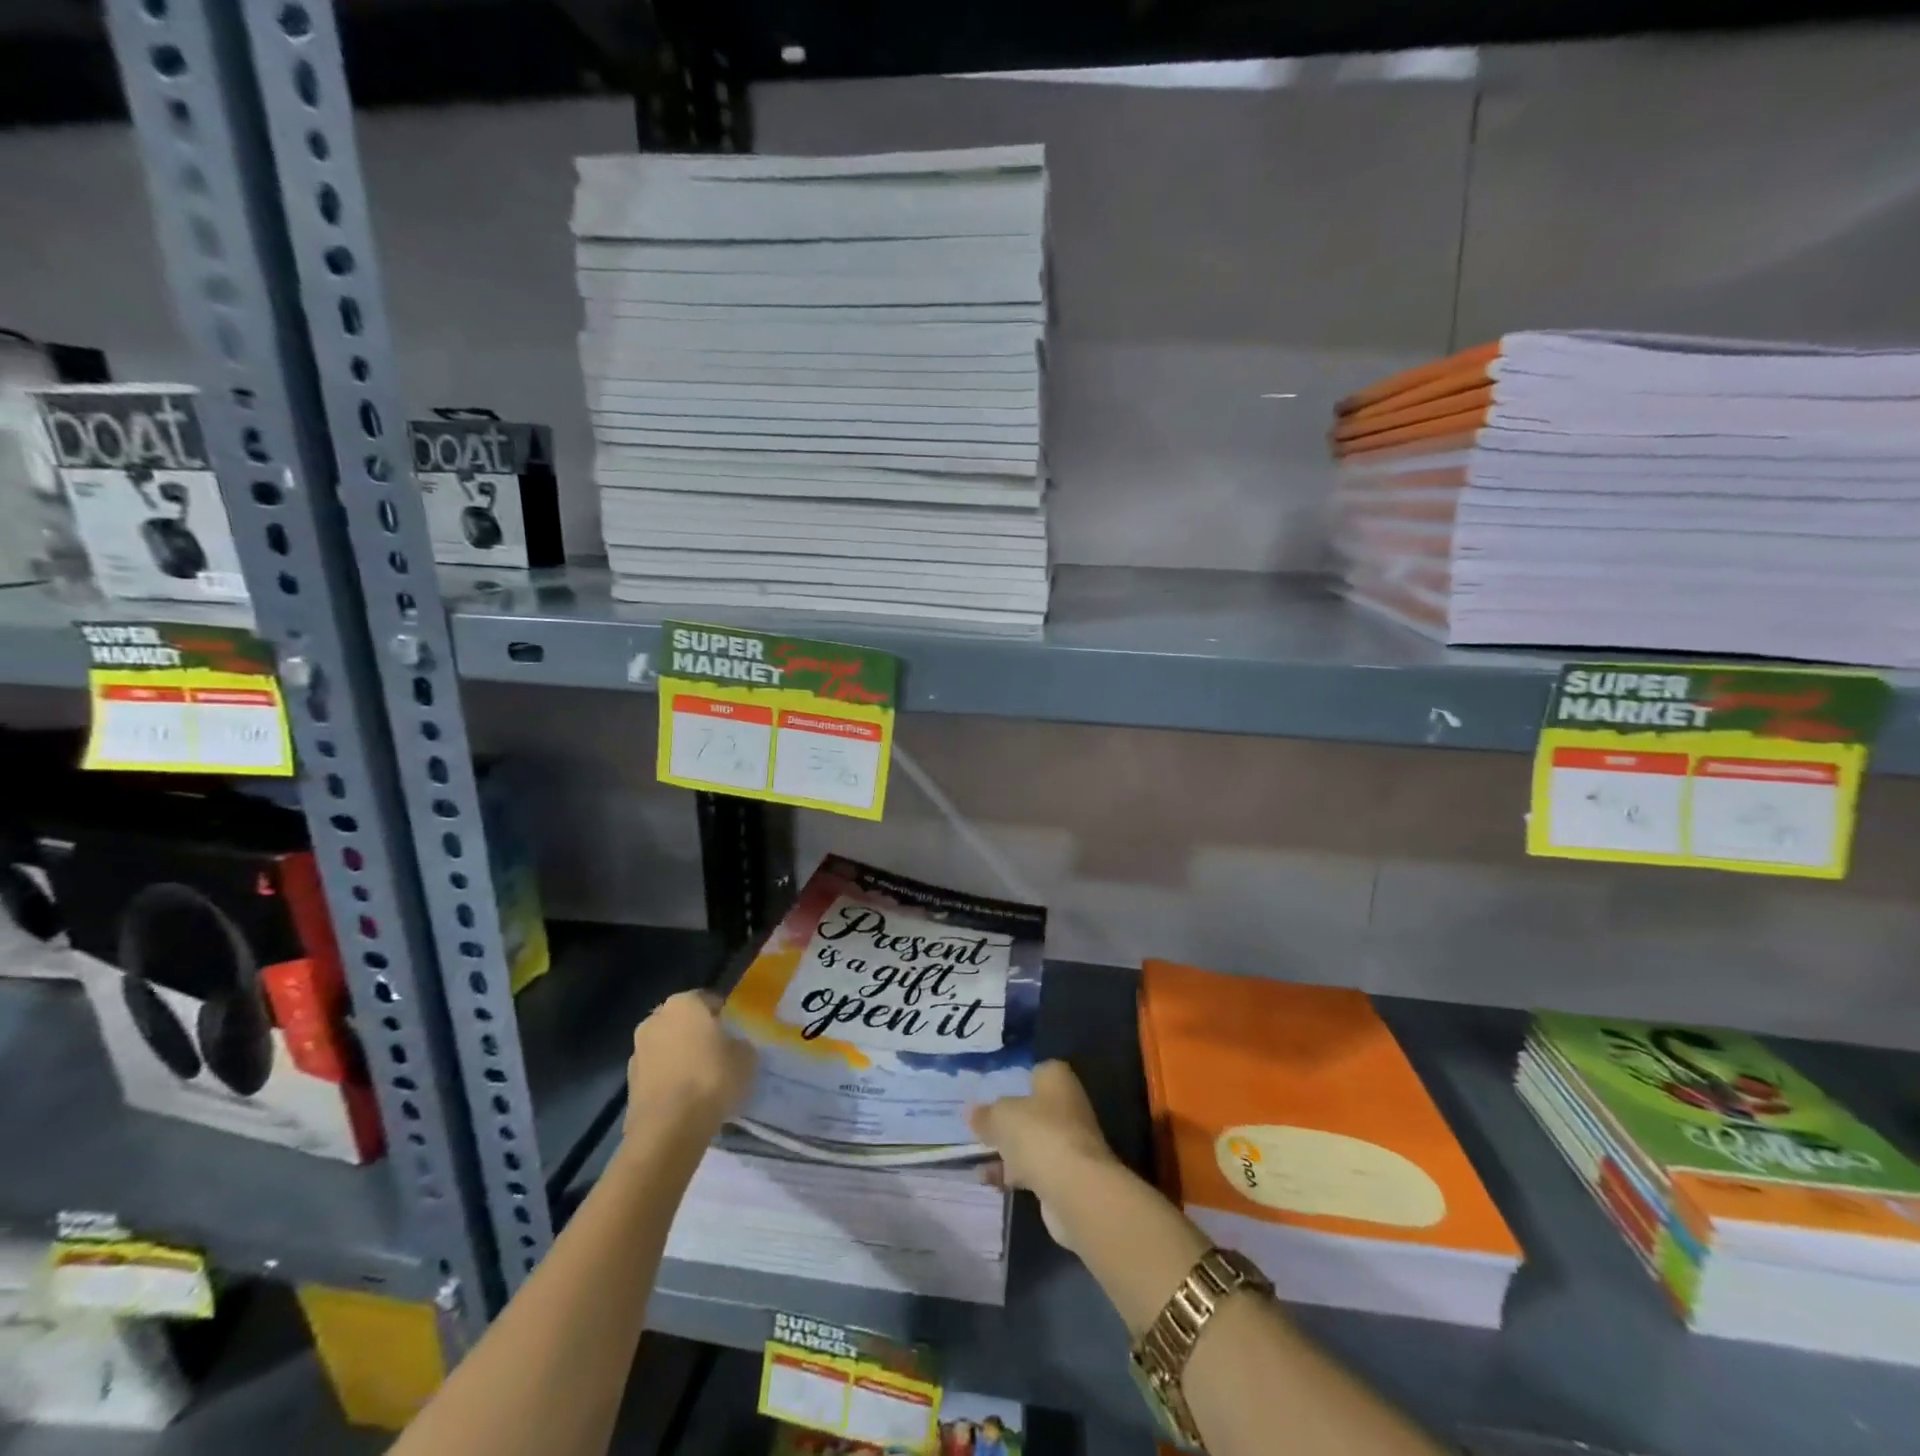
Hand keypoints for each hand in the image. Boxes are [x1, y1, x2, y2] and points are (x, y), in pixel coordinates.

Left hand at [624, 991, 756, 1136]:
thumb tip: (734, 1046)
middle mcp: (655, 1020)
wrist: (668, 1129)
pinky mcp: (629, 1084)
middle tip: (717, 1053)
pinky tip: (685, 1099)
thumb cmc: (711, 1079)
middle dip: (696, 1034)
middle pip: (682, 1022)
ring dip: (680, 1057)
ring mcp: (637, 1052)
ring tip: (701, 1080)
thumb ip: (740, 1044)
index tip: (733, 1033)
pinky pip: (657, 1074)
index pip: (707, 1000)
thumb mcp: (746, 1058)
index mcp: (684, 1003)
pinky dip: (668, 1080)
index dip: (722, 1016)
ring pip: (666, 1048)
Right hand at [968, 1059, 1119, 1211]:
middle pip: (1033, 1109)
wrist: (1076, 1189)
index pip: (1037, 1071)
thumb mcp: (1001, 1117)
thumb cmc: (1038, 1134)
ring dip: (1008, 1151)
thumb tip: (972, 1112)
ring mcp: (1069, 1142)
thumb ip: (985, 1114)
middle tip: (980, 1127)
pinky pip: (1034, 1168)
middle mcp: (1068, 1106)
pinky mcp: (1066, 1175)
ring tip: (976, 1158)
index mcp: (1057, 1080)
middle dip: (1009, 1120)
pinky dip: (1013, 1173)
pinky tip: (988, 1180)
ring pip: (1032, 1141)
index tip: (993, 1092)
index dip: (1017, 1080)